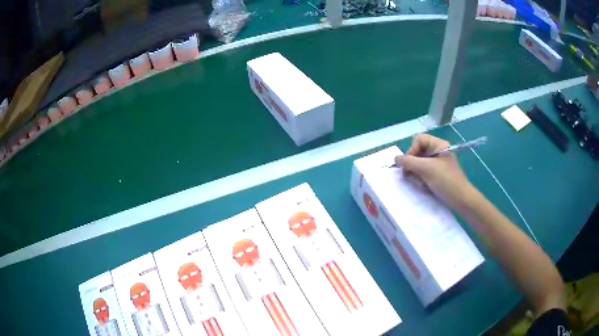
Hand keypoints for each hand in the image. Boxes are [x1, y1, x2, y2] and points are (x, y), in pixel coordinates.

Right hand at [395, 134, 472, 209]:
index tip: (410, 164)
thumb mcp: (426, 169)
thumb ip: (408, 162)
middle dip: (413, 166)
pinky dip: (421, 180)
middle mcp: (437, 152)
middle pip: (417, 153)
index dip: (411, 151)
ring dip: (417, 175)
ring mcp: (437, 164)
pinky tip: (425, 187)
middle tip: (411, 176)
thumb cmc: (445, 180)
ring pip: (418, 165)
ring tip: (422, 184)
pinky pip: (423, 174)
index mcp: (438, 145)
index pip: (418, 140)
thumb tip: (395, 158)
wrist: (460, 199)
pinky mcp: (437, 175)